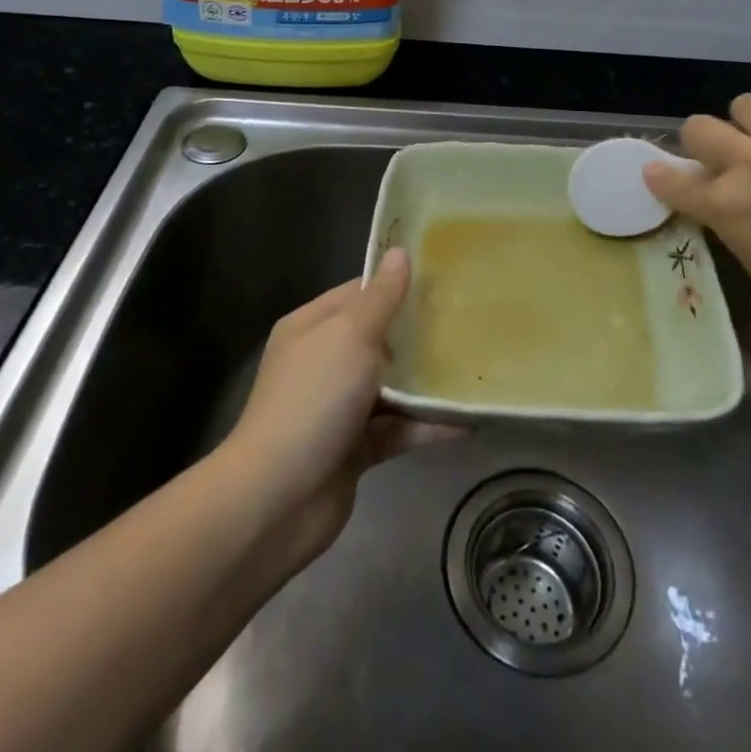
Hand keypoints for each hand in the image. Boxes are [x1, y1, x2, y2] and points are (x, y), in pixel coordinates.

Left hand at [222, 249, 456, 572]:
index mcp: (312, 327)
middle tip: (466, 319)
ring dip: (425, 381)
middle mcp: (323, 362)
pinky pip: (396, 428)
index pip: (358, 292)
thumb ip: (381, 297)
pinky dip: (426, 425)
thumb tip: (399, 252)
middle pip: (377, 338)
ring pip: (390, 385)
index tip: (441, 277)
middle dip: (417, 332)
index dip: (395, 283)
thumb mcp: (351, 335)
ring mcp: (337, 407)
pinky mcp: (354, 449)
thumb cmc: (313, 398)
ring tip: (473, 366)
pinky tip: (466, 421)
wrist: (277, 499)